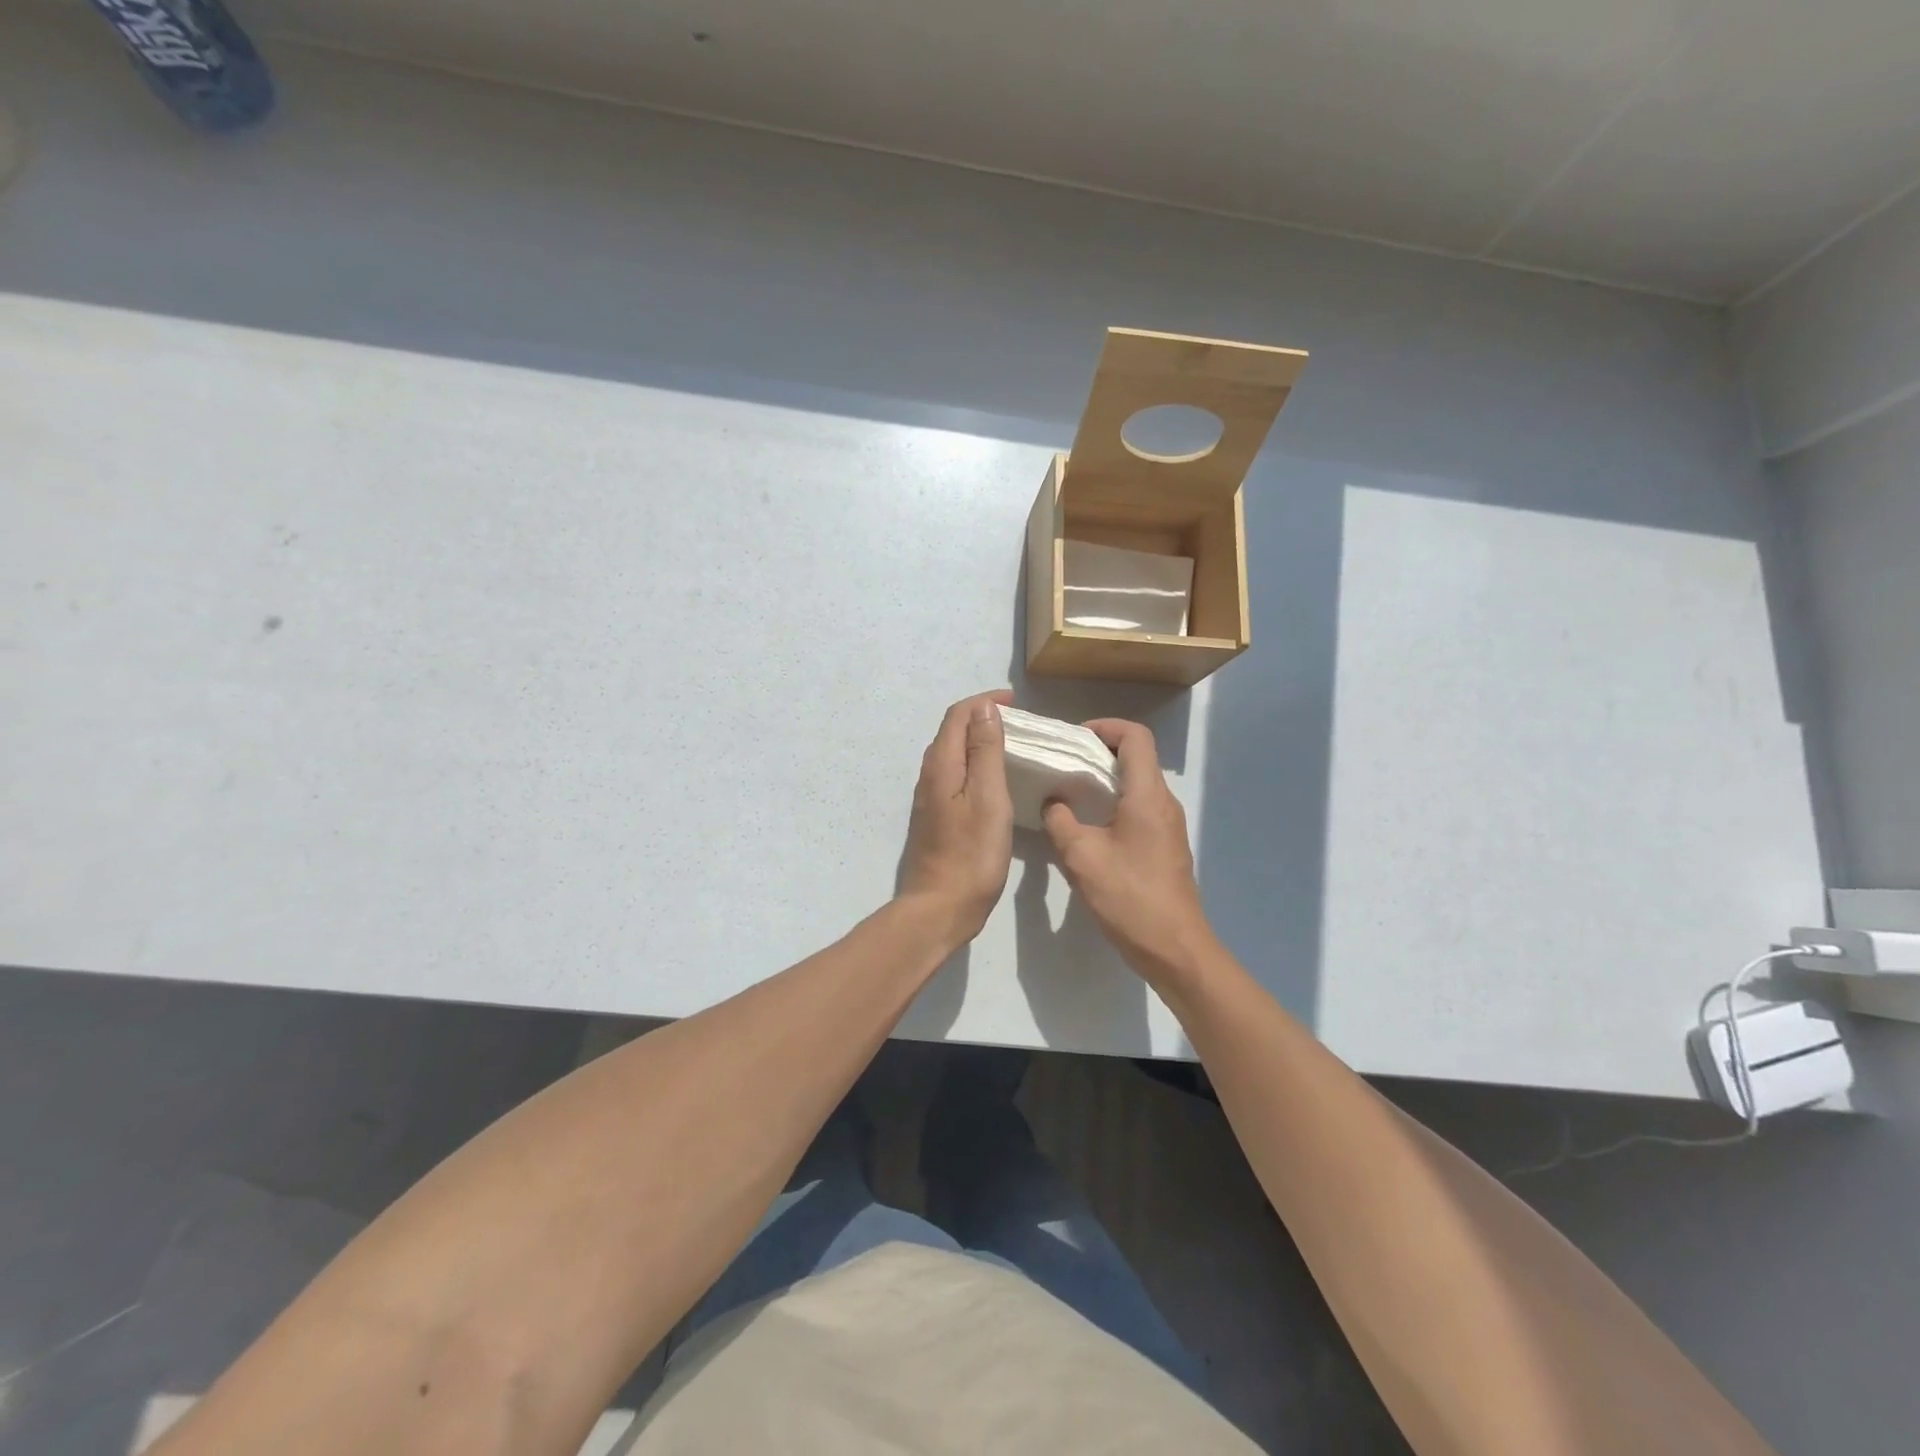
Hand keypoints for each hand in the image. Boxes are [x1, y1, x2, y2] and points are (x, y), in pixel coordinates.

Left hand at [897, 690, 1014, 944]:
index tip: (1016, 702)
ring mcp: (930, 798)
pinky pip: (955, 775)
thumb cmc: (972, 853)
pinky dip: (975, 765)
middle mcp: (929, 775)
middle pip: (952, 732)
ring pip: (953, 754)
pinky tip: (994, 780)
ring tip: (1011, 746)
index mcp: (941, 764)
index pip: (957, 716)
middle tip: (1018, 723)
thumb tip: (984, 709)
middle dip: (982, 718)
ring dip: (978, 741)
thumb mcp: (987, 797)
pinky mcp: (936, 817)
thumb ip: (985, 751)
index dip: (984, 702)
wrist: (940, 907)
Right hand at [1043, 719, 1212, 980]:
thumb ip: (1060, 821)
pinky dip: (1114, 802)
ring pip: (1137, 783)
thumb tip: (1053, 801)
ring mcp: (1168, 825)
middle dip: (1099, 750)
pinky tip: (1087, 824)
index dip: (1105, 727)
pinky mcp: (1165, 845)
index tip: (1074, 738)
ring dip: (1105, 778)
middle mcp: (1163, 802)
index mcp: (1148, 795)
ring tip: (1069, 790)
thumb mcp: (1082, 857)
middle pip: (1137, 756)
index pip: (1135, 736)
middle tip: (1063, 762)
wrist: (1174, 948)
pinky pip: (1139, 807)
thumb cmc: (1129, 897)